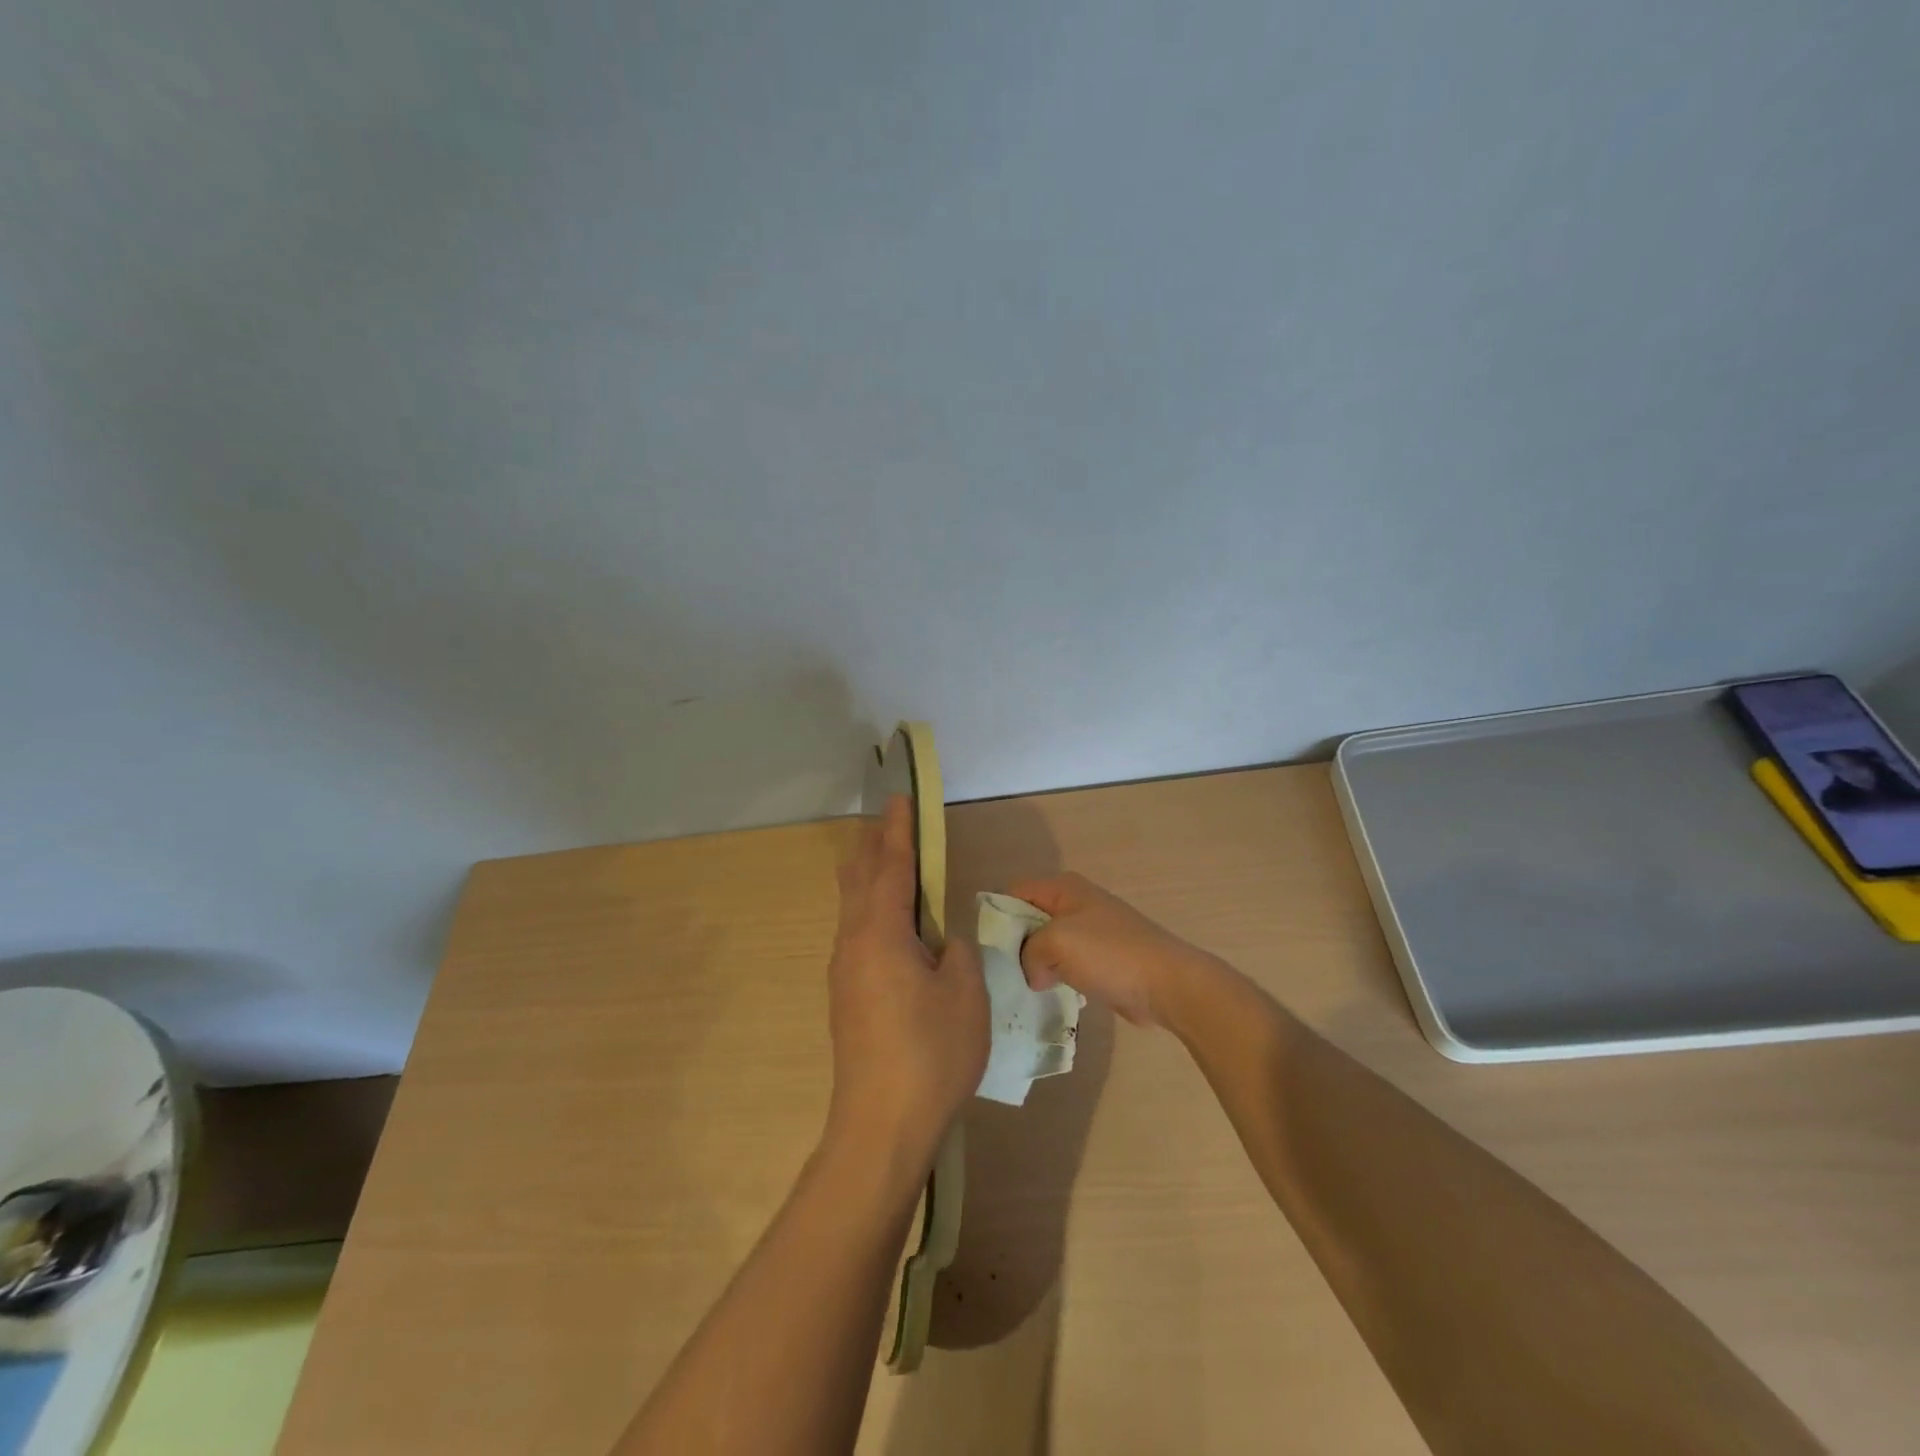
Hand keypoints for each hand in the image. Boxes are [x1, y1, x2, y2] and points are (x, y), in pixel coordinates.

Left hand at [824, 797, 987, 1176]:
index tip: (901, 798)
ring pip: (853, 907)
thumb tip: (941, 942)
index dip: (899, 830)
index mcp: (881, 933)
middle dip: (875, 847)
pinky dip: (871, 909)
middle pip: (860, 879)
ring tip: (888, 862)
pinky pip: (856, 933)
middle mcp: (853, 943)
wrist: (881, 1126)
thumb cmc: (930, 1053)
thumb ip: (956, 953)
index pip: (891, 866)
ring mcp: (844, 972)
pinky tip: (888, 923)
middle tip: (893, 823)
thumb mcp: (964, 994)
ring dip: (869, 877)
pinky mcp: (846, 997)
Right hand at [1009, 873, 1217, 1027]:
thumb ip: (1029, 952)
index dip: (999, 916)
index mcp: (1064, 888)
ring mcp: (1091, 932)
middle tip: (1004, 974)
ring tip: (1024, 989)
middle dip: (1017, 945)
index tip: (990, 949)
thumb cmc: (1110, 954)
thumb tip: (1034, 973)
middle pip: (1030, 919)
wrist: (1167, 984)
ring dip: (1038, 966)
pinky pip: (1067, 965)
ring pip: (1048, 945)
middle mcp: (1076, 903)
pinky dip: (1058, 978)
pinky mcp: (1102, 960)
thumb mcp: (1056, 942)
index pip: (1015, 892)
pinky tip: (1053, 997)